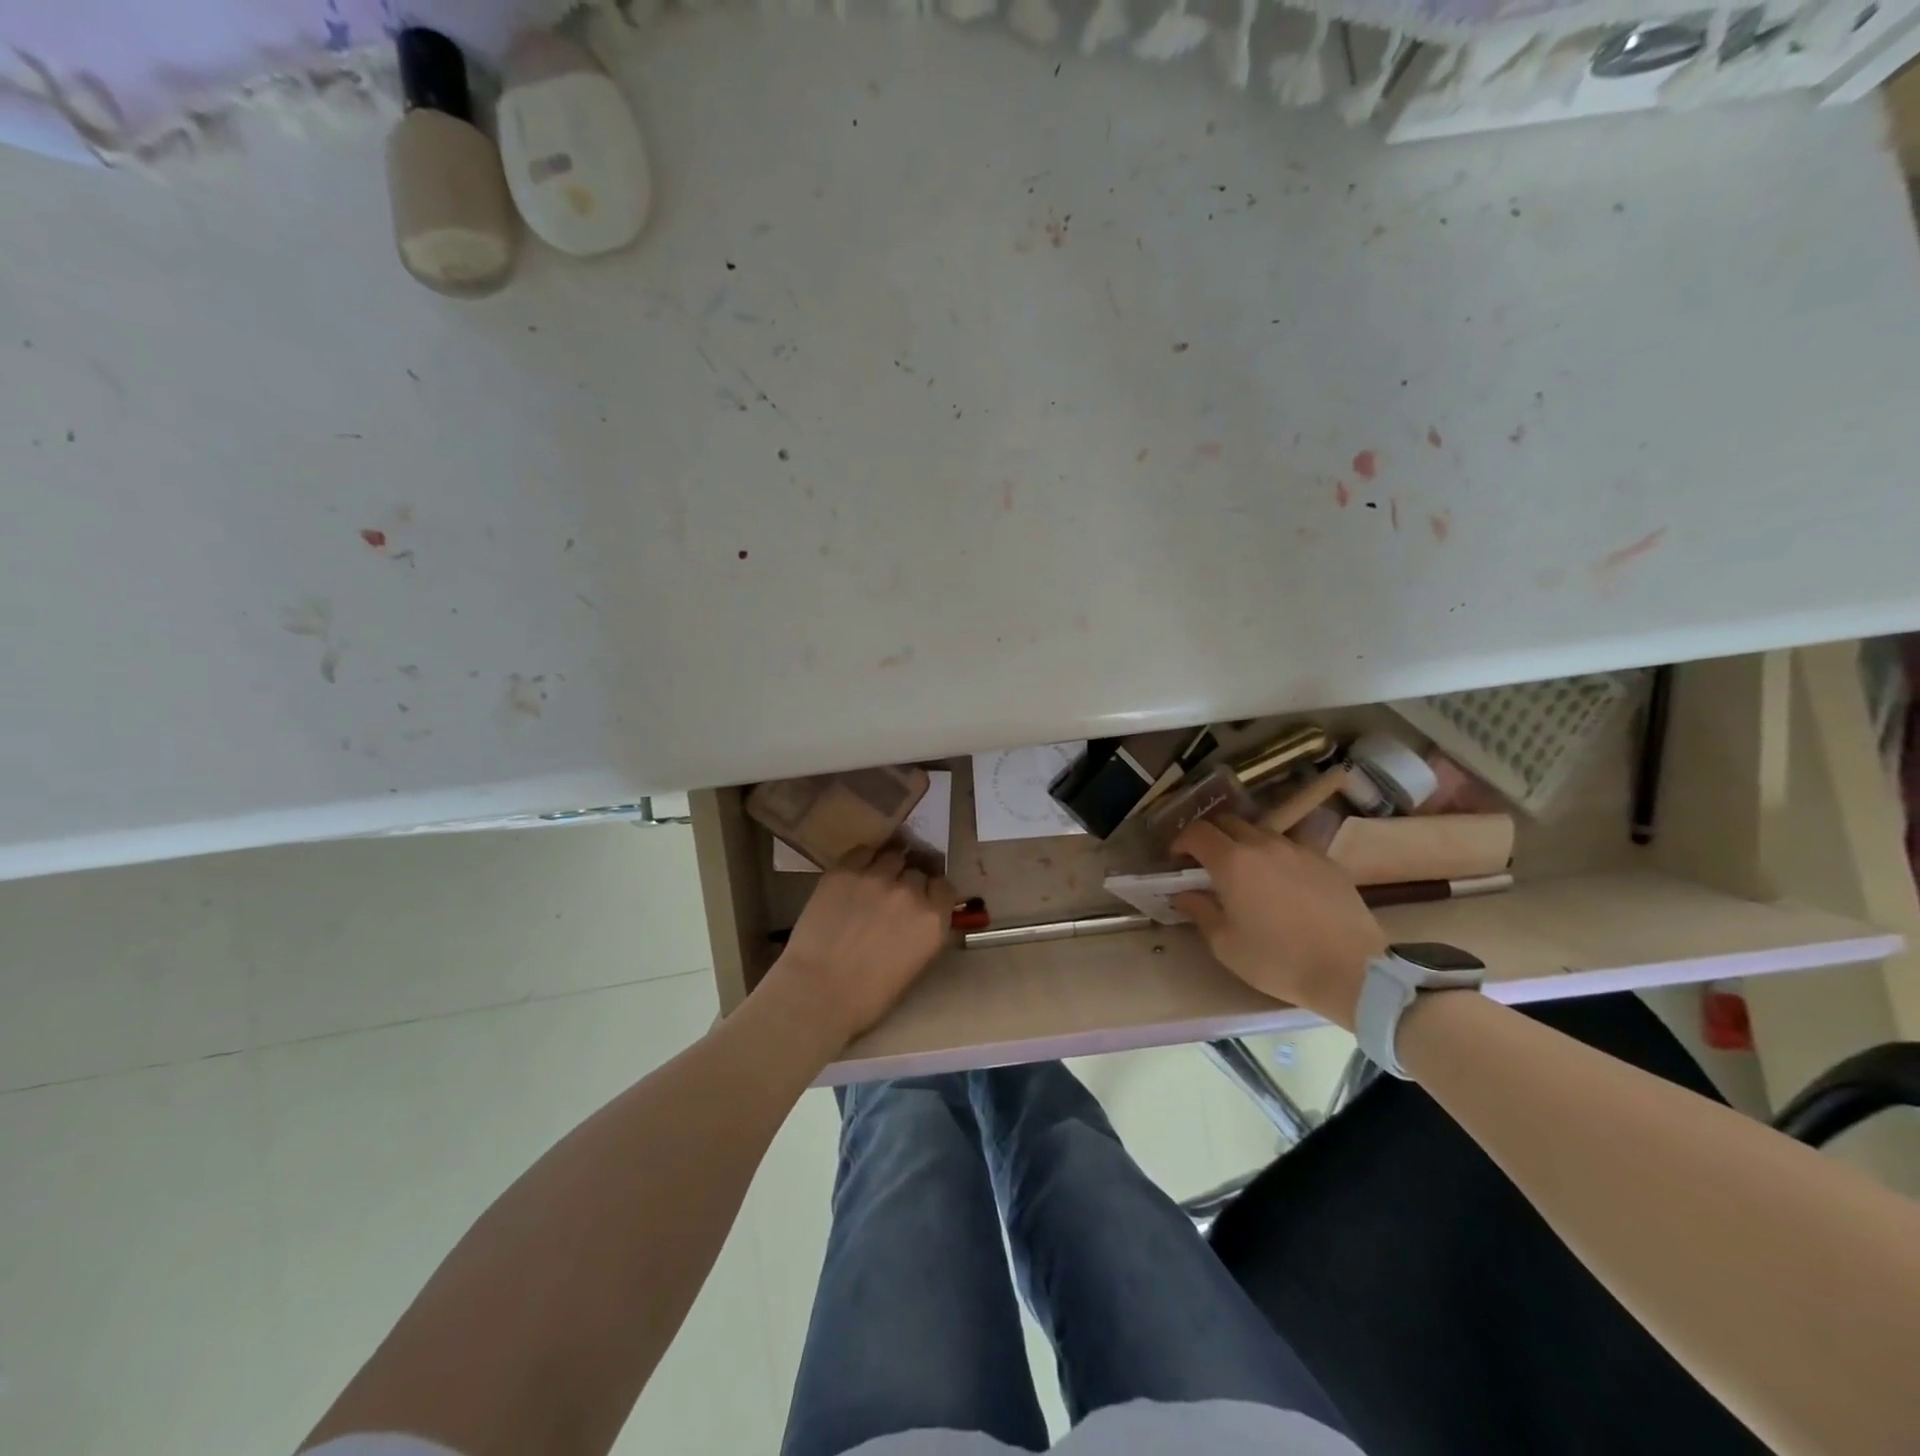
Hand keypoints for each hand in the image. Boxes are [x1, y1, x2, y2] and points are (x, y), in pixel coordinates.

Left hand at [765, 845, 957, 1049]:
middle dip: (909, 880)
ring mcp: (876, 877)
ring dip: (888, 866)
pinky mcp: (844, 871)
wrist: (817, 992)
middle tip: (895, 894)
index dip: (933, 891)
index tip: (924, 897)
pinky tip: (856, 873)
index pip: (944, 887)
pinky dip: (864, 859)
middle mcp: (910, 892)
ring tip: (876, 879)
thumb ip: (923, 931)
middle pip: (918, 870)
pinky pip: (862, 851)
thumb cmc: (868, 996)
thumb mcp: (914, 965)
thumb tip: (919, 915)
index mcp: (933, 920)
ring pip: (892, 855)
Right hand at [1170, 816, 1386, 1029]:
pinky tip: (1282, 884)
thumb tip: (1184, 895)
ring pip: (1262, 833)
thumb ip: (1200, 912)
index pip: (1197, 832)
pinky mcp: (1327, 861)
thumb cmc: (1279, 960)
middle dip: (1211, 837)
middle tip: (1207, 863)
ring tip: (1246, 872)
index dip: (1181, 841)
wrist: (1352, 972)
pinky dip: (1277, 857)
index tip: (1177, 860)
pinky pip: (1292, 848)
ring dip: (1245, 844)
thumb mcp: (1226, 944)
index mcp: (1232, 862)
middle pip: (1228, 822)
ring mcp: (1299, 850)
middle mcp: (1264, 845)